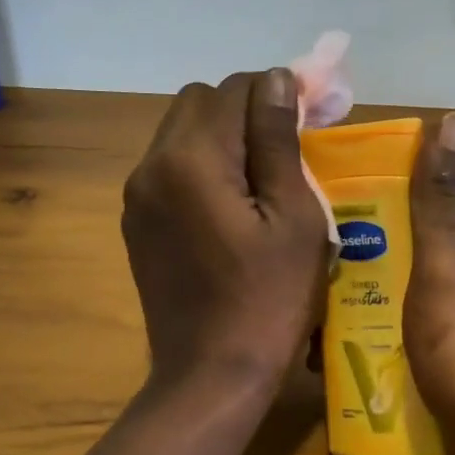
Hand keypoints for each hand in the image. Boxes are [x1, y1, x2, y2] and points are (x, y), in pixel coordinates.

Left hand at [123, 69, 329, 388]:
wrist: (212, 376)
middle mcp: (152, 165)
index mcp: (192, 160)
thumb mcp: (294, 217)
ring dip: (225, 137)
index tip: (316, 112)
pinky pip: (172, 168)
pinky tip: (236, 204)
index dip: (280, 91)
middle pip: (201, 103)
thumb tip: (277, 79)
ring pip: (182, 133)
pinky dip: (205, 166)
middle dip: (248, 110)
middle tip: (292, 143)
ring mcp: (138, 196)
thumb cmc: (269, 299)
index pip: (235, 90)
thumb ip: (278, 140)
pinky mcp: (138, 223)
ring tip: (266, 175)